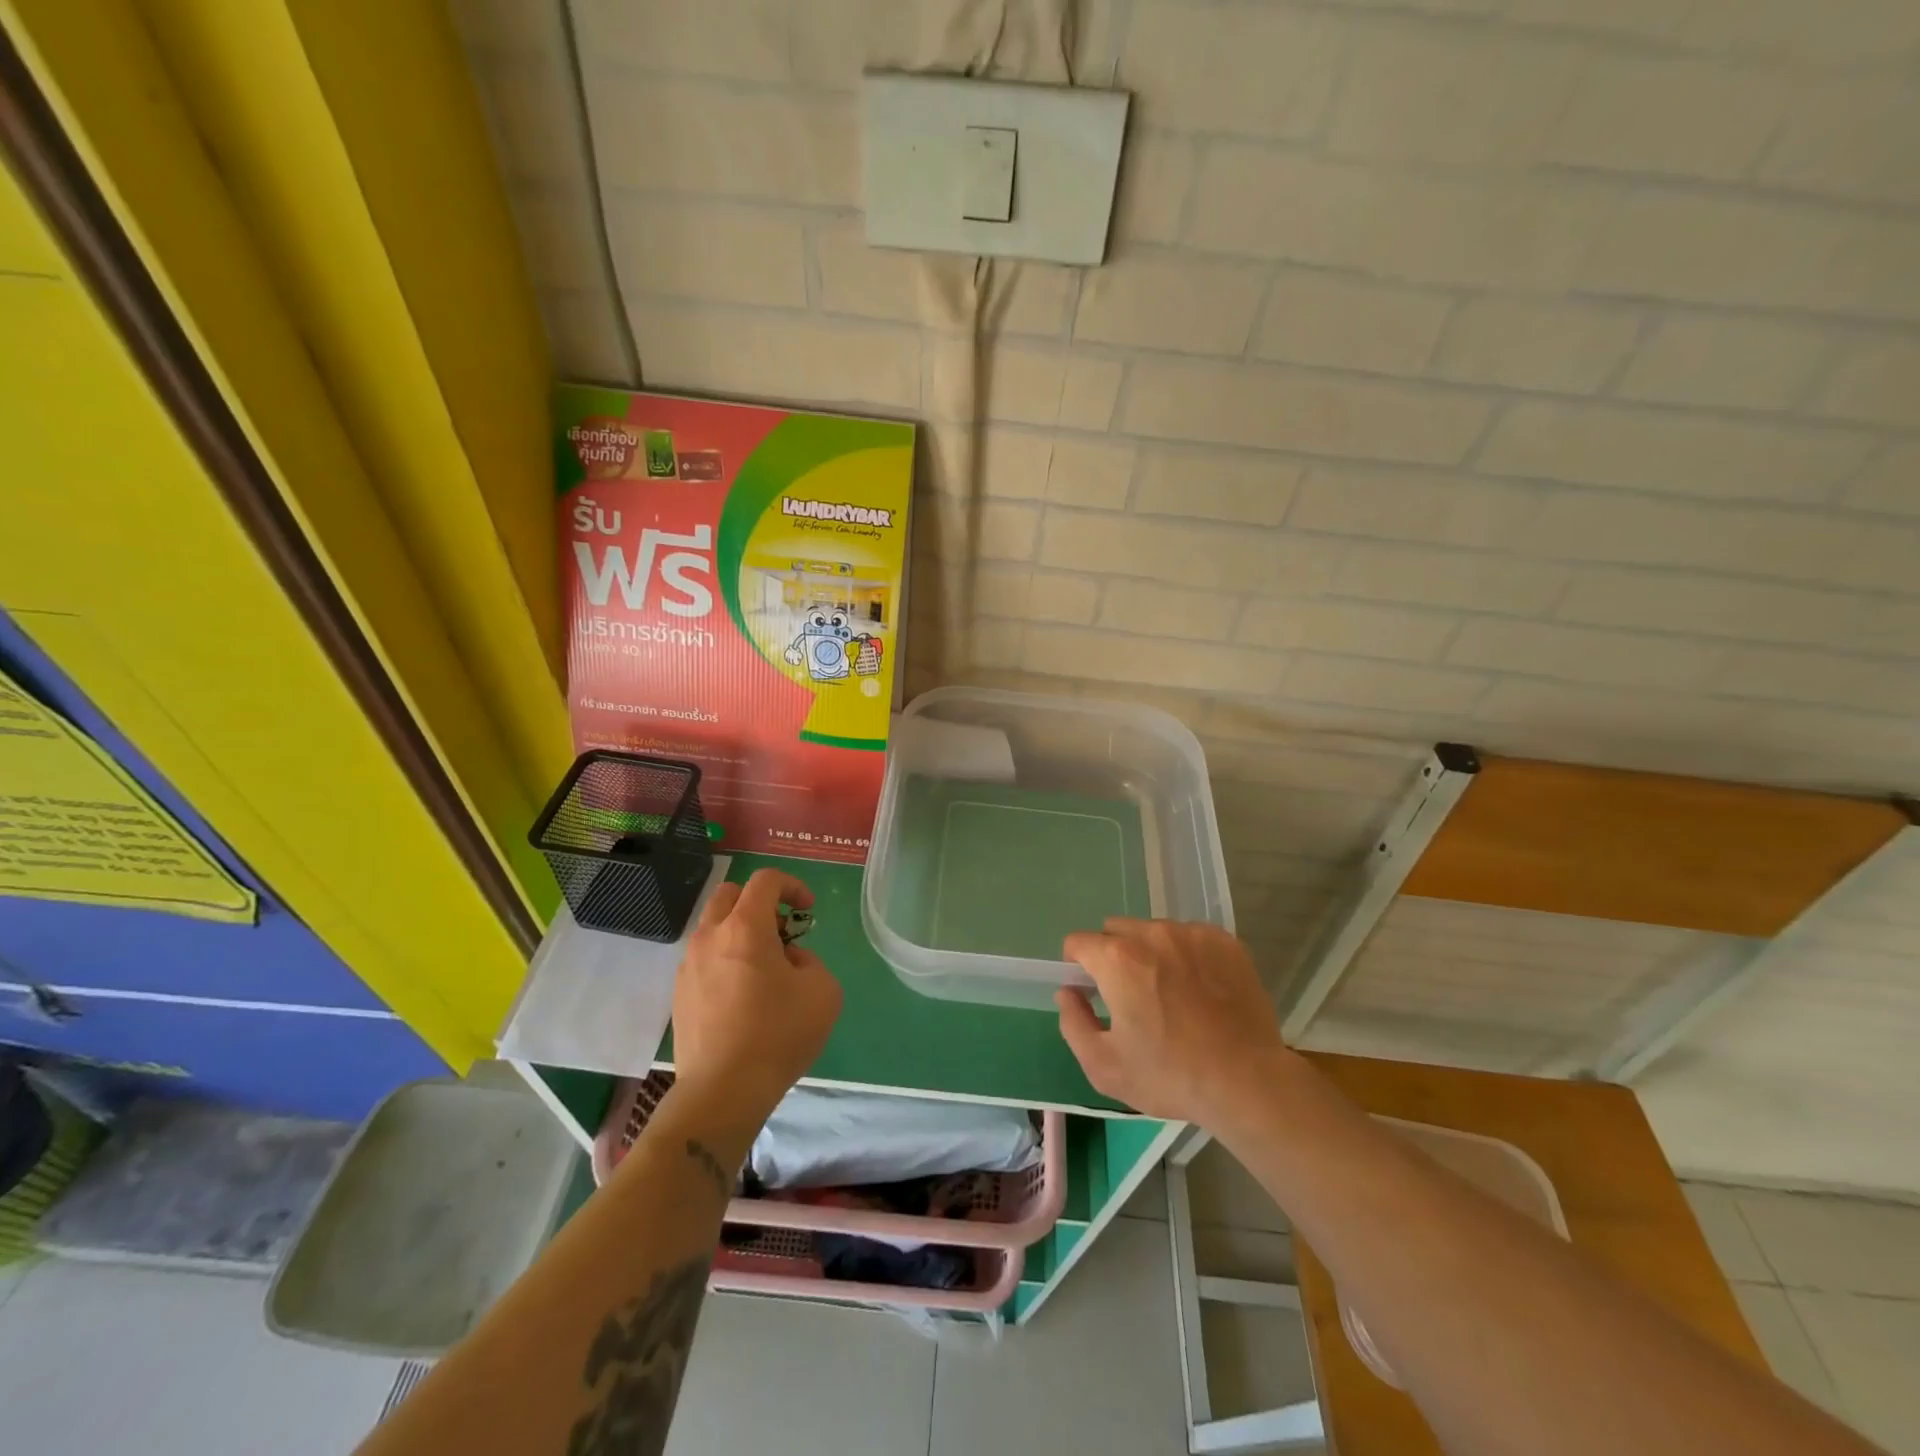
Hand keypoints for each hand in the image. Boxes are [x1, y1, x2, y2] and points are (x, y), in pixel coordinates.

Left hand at [671, 868, 841, 1122]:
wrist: (723, 1091)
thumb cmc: (779, 1033)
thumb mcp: (822, 990)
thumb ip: (809, 960)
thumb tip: (787, 961)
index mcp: (745, 927)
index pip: (765, 880)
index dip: (792, 886)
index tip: (808, 911)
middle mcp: (710, 937)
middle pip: (730, 894)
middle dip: (759, 903)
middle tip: (781, 933)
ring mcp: (688, 965)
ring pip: (713, 927)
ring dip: (740, 933)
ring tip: (763, 969)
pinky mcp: (679, 994)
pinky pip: (704, 959)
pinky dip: (725, 960)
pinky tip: (743, 996)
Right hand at [1055, 918, 1289, 1125]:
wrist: (1248, 1082)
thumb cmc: (1170, 1076)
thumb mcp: (1104, 1066)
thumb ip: (1073, 1022)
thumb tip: (1068, 992)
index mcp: (1117, 958)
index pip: (1078, 942)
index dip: (1077, 967)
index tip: (1092, 992)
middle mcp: (1152, 934)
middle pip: (1115, 930)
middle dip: (1113, 956)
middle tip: (1131, 996)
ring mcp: (1192, 934)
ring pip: (1154, 932)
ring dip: (1151, 954)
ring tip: (1172, 995)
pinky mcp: (1225, 942)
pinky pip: (1190, 938)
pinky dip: (1187, 956)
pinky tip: (1201, 991)